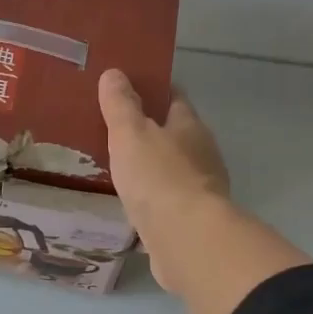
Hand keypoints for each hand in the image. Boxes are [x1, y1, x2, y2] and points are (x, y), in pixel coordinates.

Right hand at [98, 69, 231, 291]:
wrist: (186, 240)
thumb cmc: (158, 178)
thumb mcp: (131, 134)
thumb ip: (121, 105)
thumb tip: (115, 73)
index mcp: (190, 127)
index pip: (174, 98)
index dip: (152, 90)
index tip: (127, 87)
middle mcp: (200, 155)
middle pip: (173, 136)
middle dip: (147, 132)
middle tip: (112, 130)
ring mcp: (198, 191)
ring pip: (169, 171)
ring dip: (148, 169)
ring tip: (115, 167)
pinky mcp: (189, 222)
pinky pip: (165, 203)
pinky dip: (149, 200)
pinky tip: (128, 205)